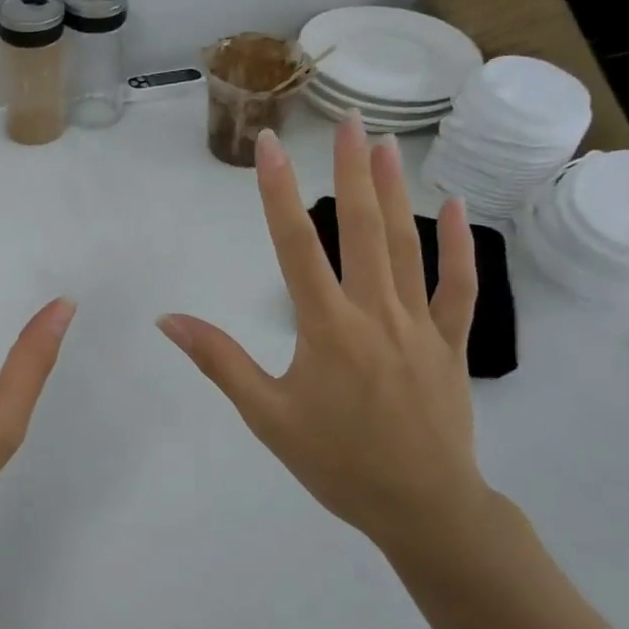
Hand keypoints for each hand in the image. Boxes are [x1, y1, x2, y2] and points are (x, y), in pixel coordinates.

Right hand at [157, 117, 490, 558]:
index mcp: (327, 328)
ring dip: (397, 192)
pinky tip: (456, 208)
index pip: (296, 246)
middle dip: (351, 170)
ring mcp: (420, 324)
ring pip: (408, 246)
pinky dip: (459, 247)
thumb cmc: (338, 463)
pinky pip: (459, 287)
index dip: (278, 191)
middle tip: (347, 119)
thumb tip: (169, 319)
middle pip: (362, 229)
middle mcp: (374, 313)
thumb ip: (220, 361)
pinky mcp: (451, 342)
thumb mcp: (267, 417)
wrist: (424, 509)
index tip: (270, 145)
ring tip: (385, 145)